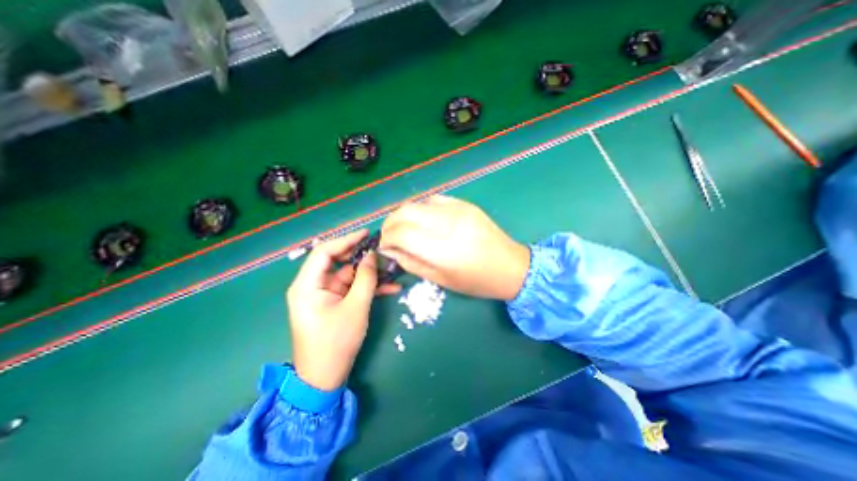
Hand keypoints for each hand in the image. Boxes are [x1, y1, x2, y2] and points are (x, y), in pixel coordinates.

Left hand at [283, 230, 397, 390]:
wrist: (325, 378)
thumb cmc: (336, 342)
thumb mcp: (356, 307)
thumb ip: (366, 278)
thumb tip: (372, 255)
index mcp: (307, 285)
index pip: (324, 252)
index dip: (346, 240)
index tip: (367, 234)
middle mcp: (313, 286)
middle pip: (337, 261)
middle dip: (361, 256)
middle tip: (382, 250)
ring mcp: (324, 295)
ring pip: (348, 275)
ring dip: (370, 274)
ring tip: (392, 270)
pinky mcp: (334, 303)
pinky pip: (351, 289)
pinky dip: (368, 288)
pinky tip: (390, 288)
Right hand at [381, 194, 529, 298]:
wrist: (510, 266)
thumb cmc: (475, 281)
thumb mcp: (439, 279)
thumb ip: (410, 262)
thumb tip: (389, 249)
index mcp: (441, 248)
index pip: (400, 233)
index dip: (386, 238)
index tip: (385, 246)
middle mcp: (447, 223)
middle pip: (404, 211)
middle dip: (390, 223)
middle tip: (390, 236)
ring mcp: (457, 209)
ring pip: (417, 203)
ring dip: (404, 215)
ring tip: (405, 229)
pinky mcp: (464, 203)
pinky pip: (433, 200)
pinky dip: (422, 209)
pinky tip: (424, 221)